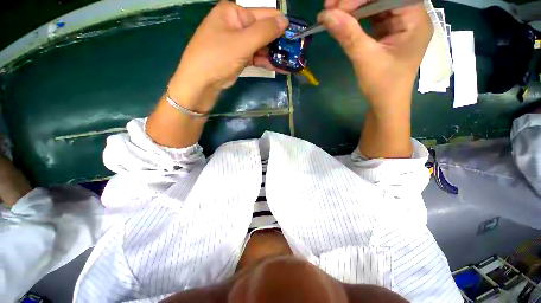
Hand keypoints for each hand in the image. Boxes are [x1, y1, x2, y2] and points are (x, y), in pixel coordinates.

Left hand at [169, 1, 288, 111]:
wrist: (200, 83)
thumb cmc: (217, 58)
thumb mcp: (242, 42)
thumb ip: (265, 31)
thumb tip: (285, 20)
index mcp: (234, 12)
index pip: (264, 14)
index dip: (281, 24)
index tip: (296, 36)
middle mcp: (235, 24)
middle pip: (263, 30)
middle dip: (278, 42)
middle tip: (294, 53)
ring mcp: (237, 42)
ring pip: (260, 45)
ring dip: (273, 54)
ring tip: (289, 62)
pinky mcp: (238, 57)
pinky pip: (255, 56)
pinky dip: (265, 61)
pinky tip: (278, 67)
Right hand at [318, 0, 432, 111]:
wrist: (385, 103)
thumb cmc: (382, 85)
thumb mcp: (365, 59)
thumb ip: (348, 35)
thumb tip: (326, 15)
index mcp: (415, 20)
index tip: (336, 6)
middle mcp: (410, 16)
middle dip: (355, 0)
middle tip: (330, 6)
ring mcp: (399, 23)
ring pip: (376, 4)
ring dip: (353, 6)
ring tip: (331, 12)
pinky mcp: (388, 31)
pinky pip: (372, 16)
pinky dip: (355, 17)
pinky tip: (342, 20)